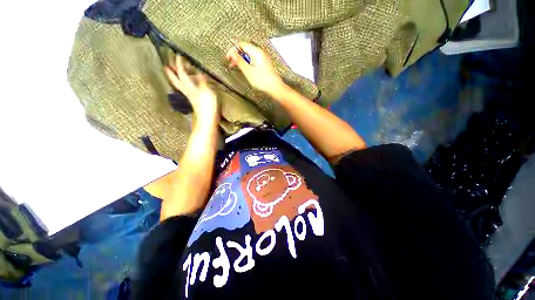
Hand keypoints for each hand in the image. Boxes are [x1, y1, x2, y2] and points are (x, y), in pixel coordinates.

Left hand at [165, 55, 219, 123]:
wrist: (208, 120)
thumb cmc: (209, 106)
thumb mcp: (208, 92)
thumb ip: (203, 82)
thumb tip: (199, 73)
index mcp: (190, 87)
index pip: (182, 73)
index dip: (180, 64)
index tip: (178, 55)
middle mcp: (187, 91)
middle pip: (176, 80)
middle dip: (171, 72)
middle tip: (166, 65)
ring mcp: (190, 96)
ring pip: (180, 85)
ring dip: (175, 78)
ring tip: (172, 72)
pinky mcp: (194, 100)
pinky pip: (186, 89)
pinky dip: (183, 84)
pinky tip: (187, 84)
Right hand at [226, 41, 283, 93]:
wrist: (274, 87)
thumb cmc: (263, 80)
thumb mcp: (248, 71)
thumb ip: (239, 61)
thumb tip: (233, 54)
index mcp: (256, 52)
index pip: (241, 44)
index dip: (233, 50)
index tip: (228, 57)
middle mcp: (260, 53)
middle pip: (245, 50)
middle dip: (237, 56)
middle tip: (231, 63)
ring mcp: (262, 59)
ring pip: (249, 56)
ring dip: (241, 60)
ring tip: (237, 67)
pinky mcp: (264, 65)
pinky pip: (253, 60)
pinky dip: (247, 64)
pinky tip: (245, 70)